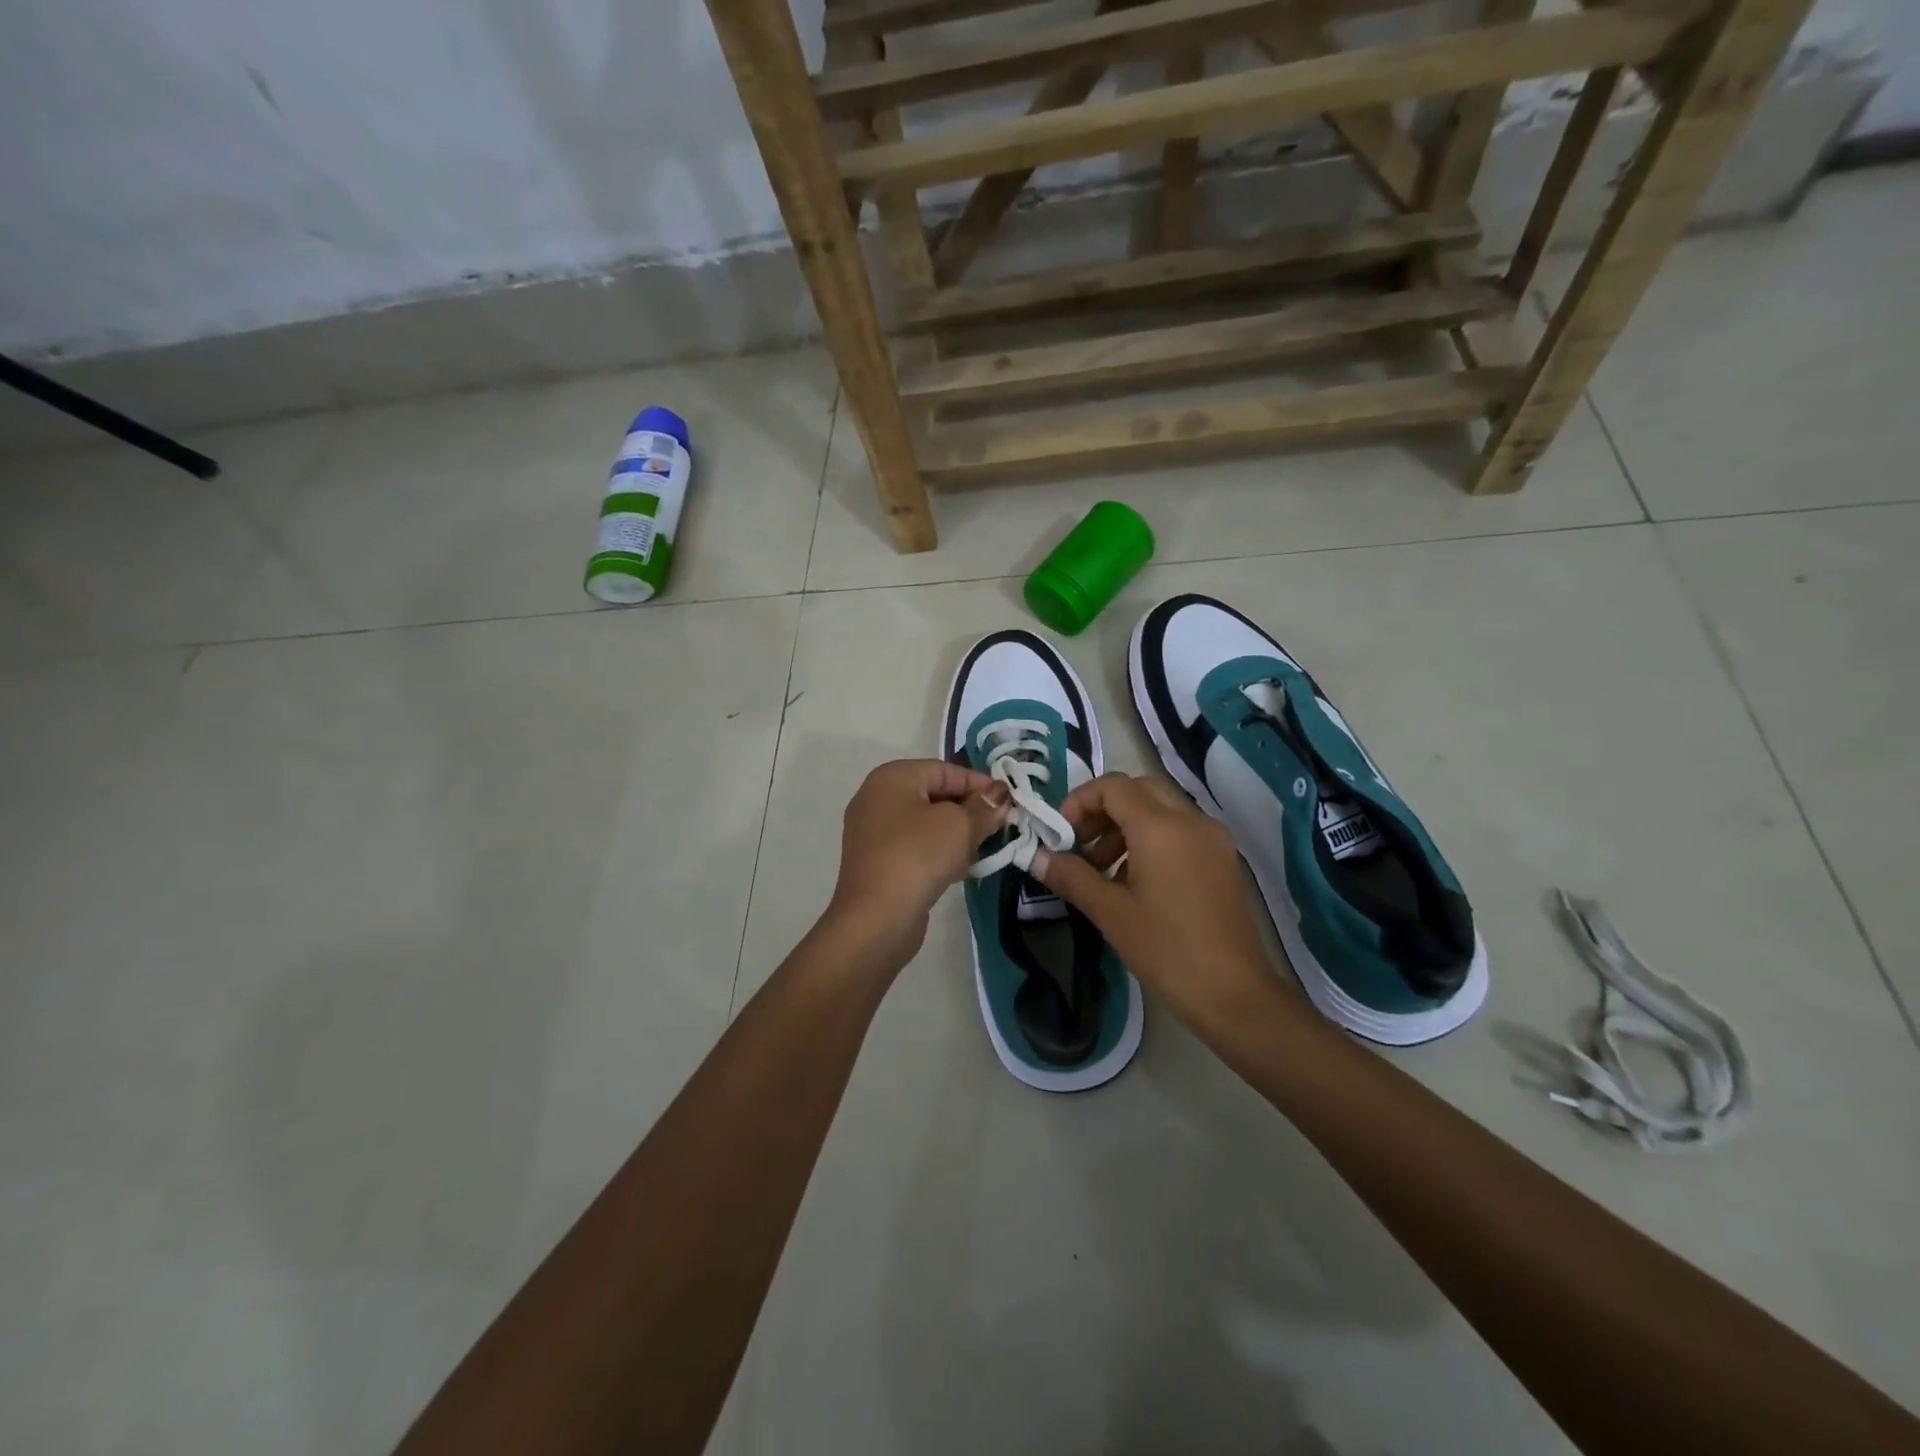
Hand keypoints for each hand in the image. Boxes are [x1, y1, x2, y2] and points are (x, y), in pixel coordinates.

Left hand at [826, 759, 1008, 967]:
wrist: (876, 918)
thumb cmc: (918, 857)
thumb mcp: (960, 826)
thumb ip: (984, 807)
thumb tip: (999, 795)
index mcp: (892, 777)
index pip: (945, 770)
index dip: (980, 783)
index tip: (1008, 802)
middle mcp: (876, 797)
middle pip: (934, 794)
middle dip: (969, 809)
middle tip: (999, 826)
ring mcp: (872, 831)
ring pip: (925, 822)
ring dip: (955, 833)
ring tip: (981, 849)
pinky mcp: (876, 861)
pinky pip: (914, 845)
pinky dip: (937, 851)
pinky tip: (958, 869)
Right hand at [1035, 773, 1288, 1034]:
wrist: (1235, 994)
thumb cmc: (1166, 950)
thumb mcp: (1110, 912)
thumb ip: (1071, 876)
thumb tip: (1036, 856)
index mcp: (1161, 827)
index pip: (1114, 787)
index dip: (1080, 801)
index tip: (1061, 832)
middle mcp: (1191, 821)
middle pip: (1140, 790)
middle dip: (1104, 809)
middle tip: (1080, 843)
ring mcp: (1213, 839)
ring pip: (1161, 809)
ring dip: (1126, 825)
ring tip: (1102, 868)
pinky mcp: (1222, 860)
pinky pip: (1180, 831)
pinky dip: (1151, 839)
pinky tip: (1133, 881)